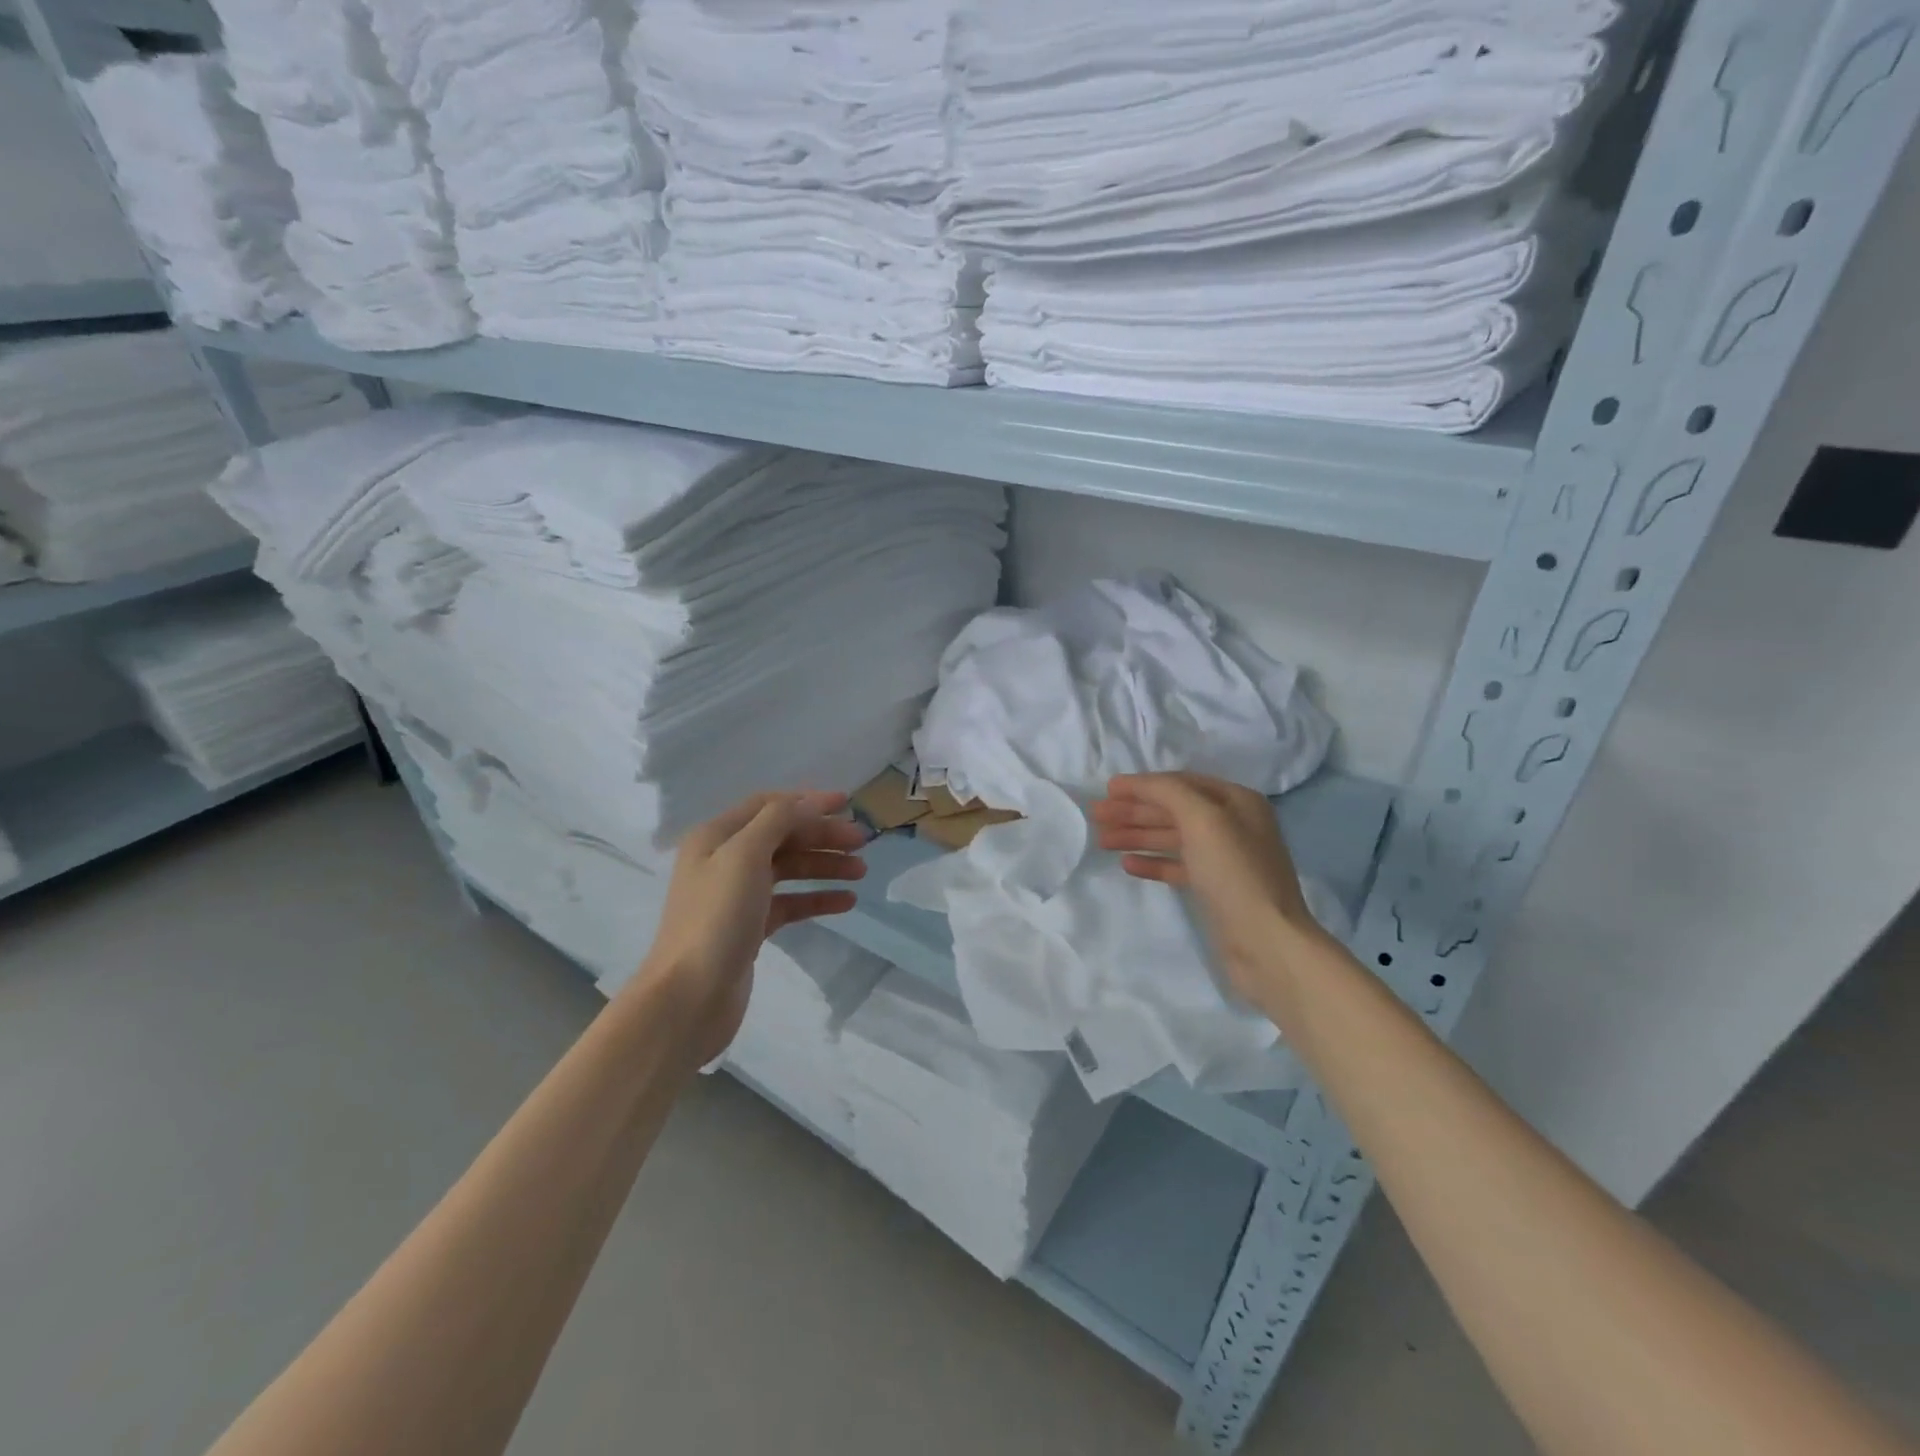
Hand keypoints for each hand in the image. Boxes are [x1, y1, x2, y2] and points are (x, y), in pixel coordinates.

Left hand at [634, 790, 866, 1065]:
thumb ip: (778, 820)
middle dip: (822, 835)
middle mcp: (724, 860)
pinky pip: (790, 903)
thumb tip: (809, 803)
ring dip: (824, 865)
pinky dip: (817, 899)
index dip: (808, 801)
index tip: (848, 804)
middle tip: (862, 842)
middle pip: (782, 836)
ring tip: (861, 872)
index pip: (768, 805)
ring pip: (789, 869)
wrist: (690, 996)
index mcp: (716, 836)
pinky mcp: (750, 927)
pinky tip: (846, 902)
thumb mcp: (745, 855)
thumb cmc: (717, 917)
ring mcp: (737, 896)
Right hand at [1090, 771, 1329, 1005]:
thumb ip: (1168, 792)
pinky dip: (1153, 862)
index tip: (1108, 790)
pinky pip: (1177, 866)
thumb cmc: (1234, 873)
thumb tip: (1138, 784)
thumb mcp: (1202, 820)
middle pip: (1174, 810)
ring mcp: (1225, 859)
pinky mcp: (1216, 889)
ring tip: (1103, 840)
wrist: (1266, 943)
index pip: (1181, 783)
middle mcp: (1233, 825)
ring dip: (1137, 835)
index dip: (1143, 785)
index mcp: (1237, 801)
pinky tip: (1127, 864)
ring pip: (1172, 838)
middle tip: (1097, 815)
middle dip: (1134, 811)